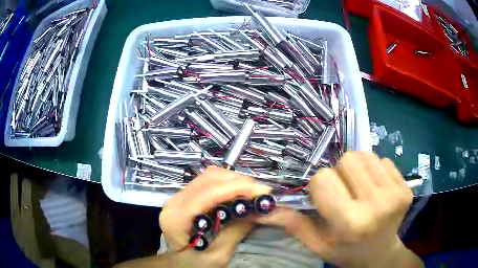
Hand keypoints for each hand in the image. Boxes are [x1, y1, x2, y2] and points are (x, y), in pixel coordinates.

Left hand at [159, 166, 270, 267]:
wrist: (179, 265)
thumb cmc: (195, 265)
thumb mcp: (217, 256)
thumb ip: (235, 231)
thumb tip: (256, 209)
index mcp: (176, 219)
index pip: (207, 194)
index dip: (237, 188)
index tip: (263, 192)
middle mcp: (174, 202)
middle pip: (209, 178)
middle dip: (239, 181)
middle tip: (262, 193)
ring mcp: (178, 197)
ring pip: (210, 176)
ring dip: (235, 181)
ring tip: (254, 192)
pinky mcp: (186, 197)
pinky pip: (209, 182)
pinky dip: (228, 184)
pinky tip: (240, 193)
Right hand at [255, 152, 422, 266]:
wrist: (380, 254)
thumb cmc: (346, 251)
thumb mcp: (318, 244)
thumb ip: (293, 224)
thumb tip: (263, 209)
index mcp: (350, 223)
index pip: (323, 179)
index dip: (319, 186)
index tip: (325, 198)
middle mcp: (377, 205)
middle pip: (347, 160)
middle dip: (339, 173)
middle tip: (344, 192)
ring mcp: (395, 193)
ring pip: (365, 155)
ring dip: (357, 169)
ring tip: (359, 189)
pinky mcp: (406, 186)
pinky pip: (383, 159)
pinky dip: (375, 170)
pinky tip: (376, 189)